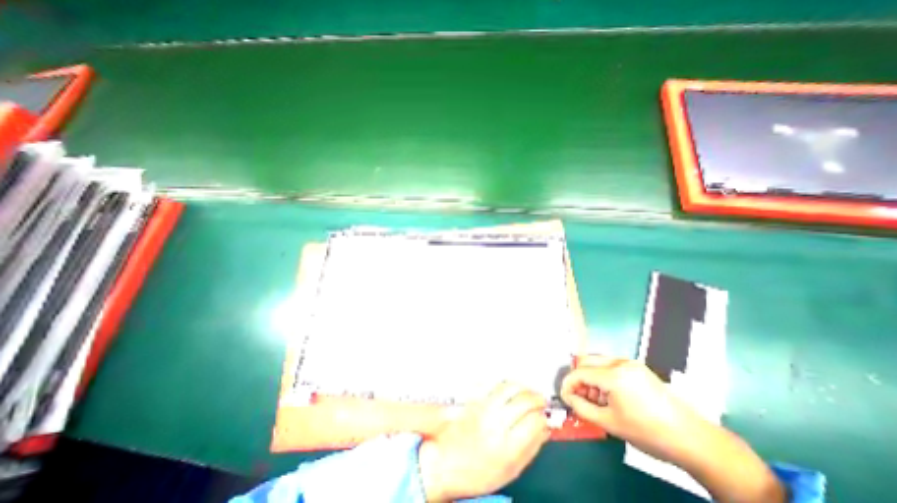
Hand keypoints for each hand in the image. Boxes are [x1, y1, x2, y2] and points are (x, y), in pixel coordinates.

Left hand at [418, 383, 550, 499]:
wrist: (445, 461)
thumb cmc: (478, 472)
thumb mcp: (510, 471)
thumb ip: (531, 449)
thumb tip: (545, 429)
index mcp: (507, 446)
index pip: (534, 421)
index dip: (543, 418)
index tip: (545, 418)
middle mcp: (496, 422)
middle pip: (524, 400)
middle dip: (537, 398)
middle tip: (541, 401)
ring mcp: (484, 407)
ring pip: (510, 387)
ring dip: (523, 387)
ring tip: (528, 393)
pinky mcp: (474, 398)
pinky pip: (494, 385)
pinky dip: (507, 384)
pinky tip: (512, 389)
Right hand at [562, 358, 785, 502]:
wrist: (693, 440)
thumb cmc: (649, 433)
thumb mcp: (610, 423)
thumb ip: (582, 408)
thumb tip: (568, 398)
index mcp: (614, 375)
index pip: (579, 372)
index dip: (567, 383)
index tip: (564, 396)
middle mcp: (620, 362)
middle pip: (585, 361)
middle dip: (578, 378)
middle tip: (579, 397)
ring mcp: (630, 363)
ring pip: (597, 361)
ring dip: (590, 377)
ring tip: (596, 399)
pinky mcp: (637, 368)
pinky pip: (610, 365)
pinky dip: (602, 377)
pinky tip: (609, 395)